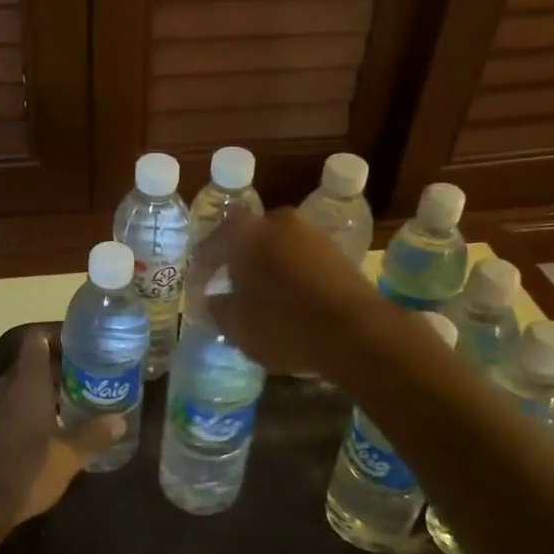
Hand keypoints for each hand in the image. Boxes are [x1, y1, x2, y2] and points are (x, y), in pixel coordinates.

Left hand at [0, 330, 124, 536]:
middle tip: (92, 369)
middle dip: (61, 361)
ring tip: (81, 391)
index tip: (85, 343)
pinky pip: (17, 399)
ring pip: (25, 380)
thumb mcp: (69, 456)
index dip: (59, 335)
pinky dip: (37, 400)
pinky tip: (59, 419)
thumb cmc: (28, 471)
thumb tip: (120, 420)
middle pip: (33, 359)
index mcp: (27, 384)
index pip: (37, 340)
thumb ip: (95, 435)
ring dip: (49, 382)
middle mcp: (9, 388)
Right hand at [191, 209, 386, 376]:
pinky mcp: (339, 254)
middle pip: (249, 238)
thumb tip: (212, 301)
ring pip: (278, 247)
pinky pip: (302, 260)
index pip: (213, 243)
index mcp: (247, 233)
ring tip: (260, 297)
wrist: (356, 331)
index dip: (202, 269)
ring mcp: (313, 235)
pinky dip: (291, 276)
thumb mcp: (238, 325)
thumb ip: (218, 309)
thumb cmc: (284, 324)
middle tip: (229, 286)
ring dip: (266, 267)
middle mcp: (280, 223)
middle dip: (237, 261)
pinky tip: (290, 301)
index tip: (197, 292)